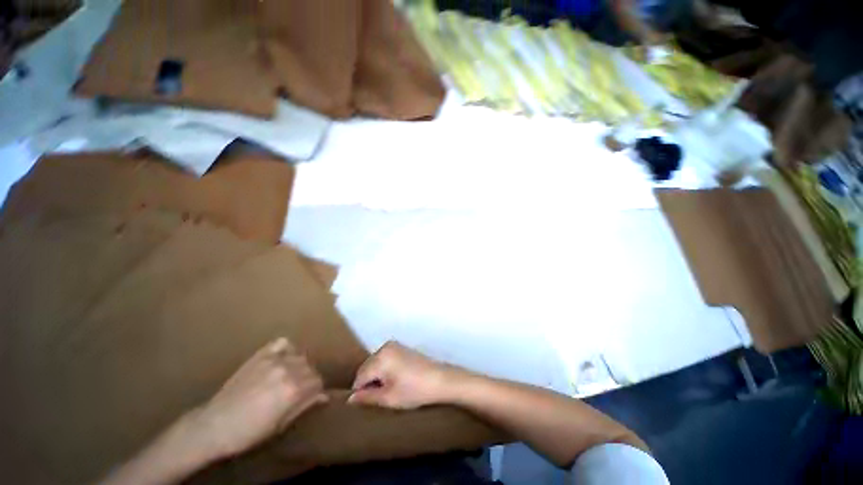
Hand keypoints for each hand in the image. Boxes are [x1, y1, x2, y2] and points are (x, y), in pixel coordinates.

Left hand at [186, 338, 327, 460]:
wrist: (214, 425)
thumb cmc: (249, 432)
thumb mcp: (280, 425)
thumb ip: (304, 406)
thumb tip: (324, 396)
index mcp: (294, 390)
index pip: (318, 381)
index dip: (315, 390)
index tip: (310, 396)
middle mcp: (288, 371)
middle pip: (311, 368)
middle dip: (308, 379)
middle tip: (297, 390)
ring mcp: (274, 360)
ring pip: (300, 356)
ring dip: (299, 366)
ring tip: (289, 377)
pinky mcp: (261, 355)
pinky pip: (283, 343)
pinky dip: (287, 349)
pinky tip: (283, 359)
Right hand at [348, 341, 460, 409]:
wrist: (439, 379)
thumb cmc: (414, 390)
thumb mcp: (389, 398)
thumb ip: (367, 397)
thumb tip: (349, 399)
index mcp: (380, 358)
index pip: (360, 376)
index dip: (360, 392)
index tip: (367, 403)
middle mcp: (385, 347)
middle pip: (367, 367)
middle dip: (368, 382)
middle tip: (380, 397)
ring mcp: (394, 345)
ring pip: (375, 363)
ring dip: (376, 376)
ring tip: (388, 389)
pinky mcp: (401, 347)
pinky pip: (384, 358)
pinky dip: (384, 369)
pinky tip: (394, 380)